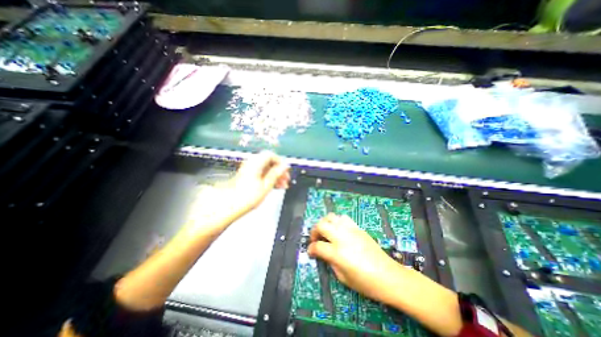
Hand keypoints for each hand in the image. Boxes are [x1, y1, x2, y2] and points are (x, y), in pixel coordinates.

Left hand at [224, 151, 292, 216]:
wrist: (230, 206)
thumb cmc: (247, 197)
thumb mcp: (266, 185)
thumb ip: (276, 174)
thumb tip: (284, 166)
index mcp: (256, 163)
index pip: (271, 155)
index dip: (280, 162)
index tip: (286, 171)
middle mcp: (251, 164)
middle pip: (269, 162)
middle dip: (279, 170)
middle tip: (285, 180)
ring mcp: (249, 170)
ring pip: (266, 168)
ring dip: (275, 175)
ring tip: (282, 185)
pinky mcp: (248, 176)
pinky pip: (261, 173)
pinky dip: (268, 178)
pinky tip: (274, 186)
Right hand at [307, 215, 400, 303]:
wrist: (389, 276)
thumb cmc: (366, 283)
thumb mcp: (343, 278)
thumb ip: (330, 262)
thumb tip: (323, 253)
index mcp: (337, 253)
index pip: (317, 246)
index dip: (311, 249)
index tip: (310, 251)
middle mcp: (342, 237)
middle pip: (321, 225)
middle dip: (314, 231)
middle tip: (315, 239)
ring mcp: (350, 230)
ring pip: (331, 217)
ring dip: (325, 223)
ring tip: (326, 231)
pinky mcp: (358, 228)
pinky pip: (343, 218)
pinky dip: (337, 221)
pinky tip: (339, 230)